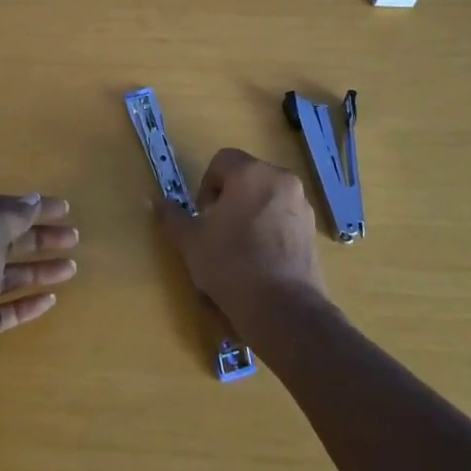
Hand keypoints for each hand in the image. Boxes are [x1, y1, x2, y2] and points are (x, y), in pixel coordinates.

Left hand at [0, 194, 78, 394]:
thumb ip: (13, 216)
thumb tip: (32, 200)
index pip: (2, 208)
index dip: (33, 207)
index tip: (64, 209)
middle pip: (8, 240)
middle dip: (41, 237)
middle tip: (73, 238)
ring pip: (10, 275)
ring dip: (40, 270)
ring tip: (72, 269)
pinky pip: (6, 309)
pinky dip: (28, 303)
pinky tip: (50, 300)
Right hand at [159, 148, 324, 329]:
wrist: (284, 310)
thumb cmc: (231, 264)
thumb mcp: (191, 242)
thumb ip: (172, 217)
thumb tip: (157, 203)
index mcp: (251, 172)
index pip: (222, 160)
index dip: (206, 185)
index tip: (203, 216)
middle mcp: (281, 179)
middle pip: (247, 178)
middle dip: (229, 199)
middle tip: (218, 232)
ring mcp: (302, 206)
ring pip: (267, 199)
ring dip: (250, 214)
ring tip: (239, 250)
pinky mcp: (313, 232)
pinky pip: (284, 220)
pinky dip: (270, 231)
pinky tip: (261, 262)